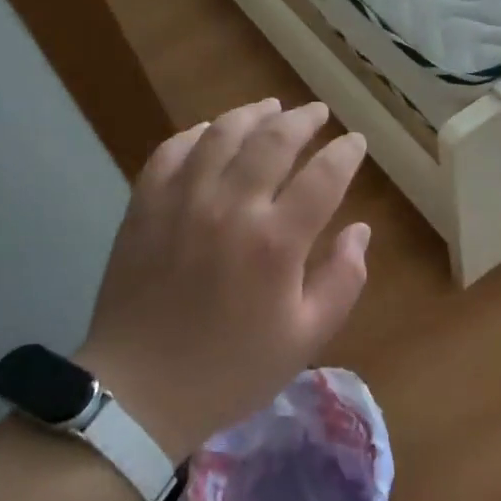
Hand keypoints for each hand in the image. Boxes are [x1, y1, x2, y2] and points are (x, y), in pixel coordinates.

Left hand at [77, 99, 369, 459]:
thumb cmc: (232, 370)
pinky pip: (171, 151)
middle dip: (303, 120)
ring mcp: (182, 201)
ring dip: (251, 114)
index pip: (324, 176)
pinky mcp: (145, 206)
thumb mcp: (306, 338)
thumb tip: (361, 230)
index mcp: (276, 242)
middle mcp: (231, 206)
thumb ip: (343, 279)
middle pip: (274, 140)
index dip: (345, 153)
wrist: (140, 392)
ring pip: (222, 134)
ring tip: (269, 107)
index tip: (356, 142)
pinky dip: (195, 133)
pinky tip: (210, 132)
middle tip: (317, 113)